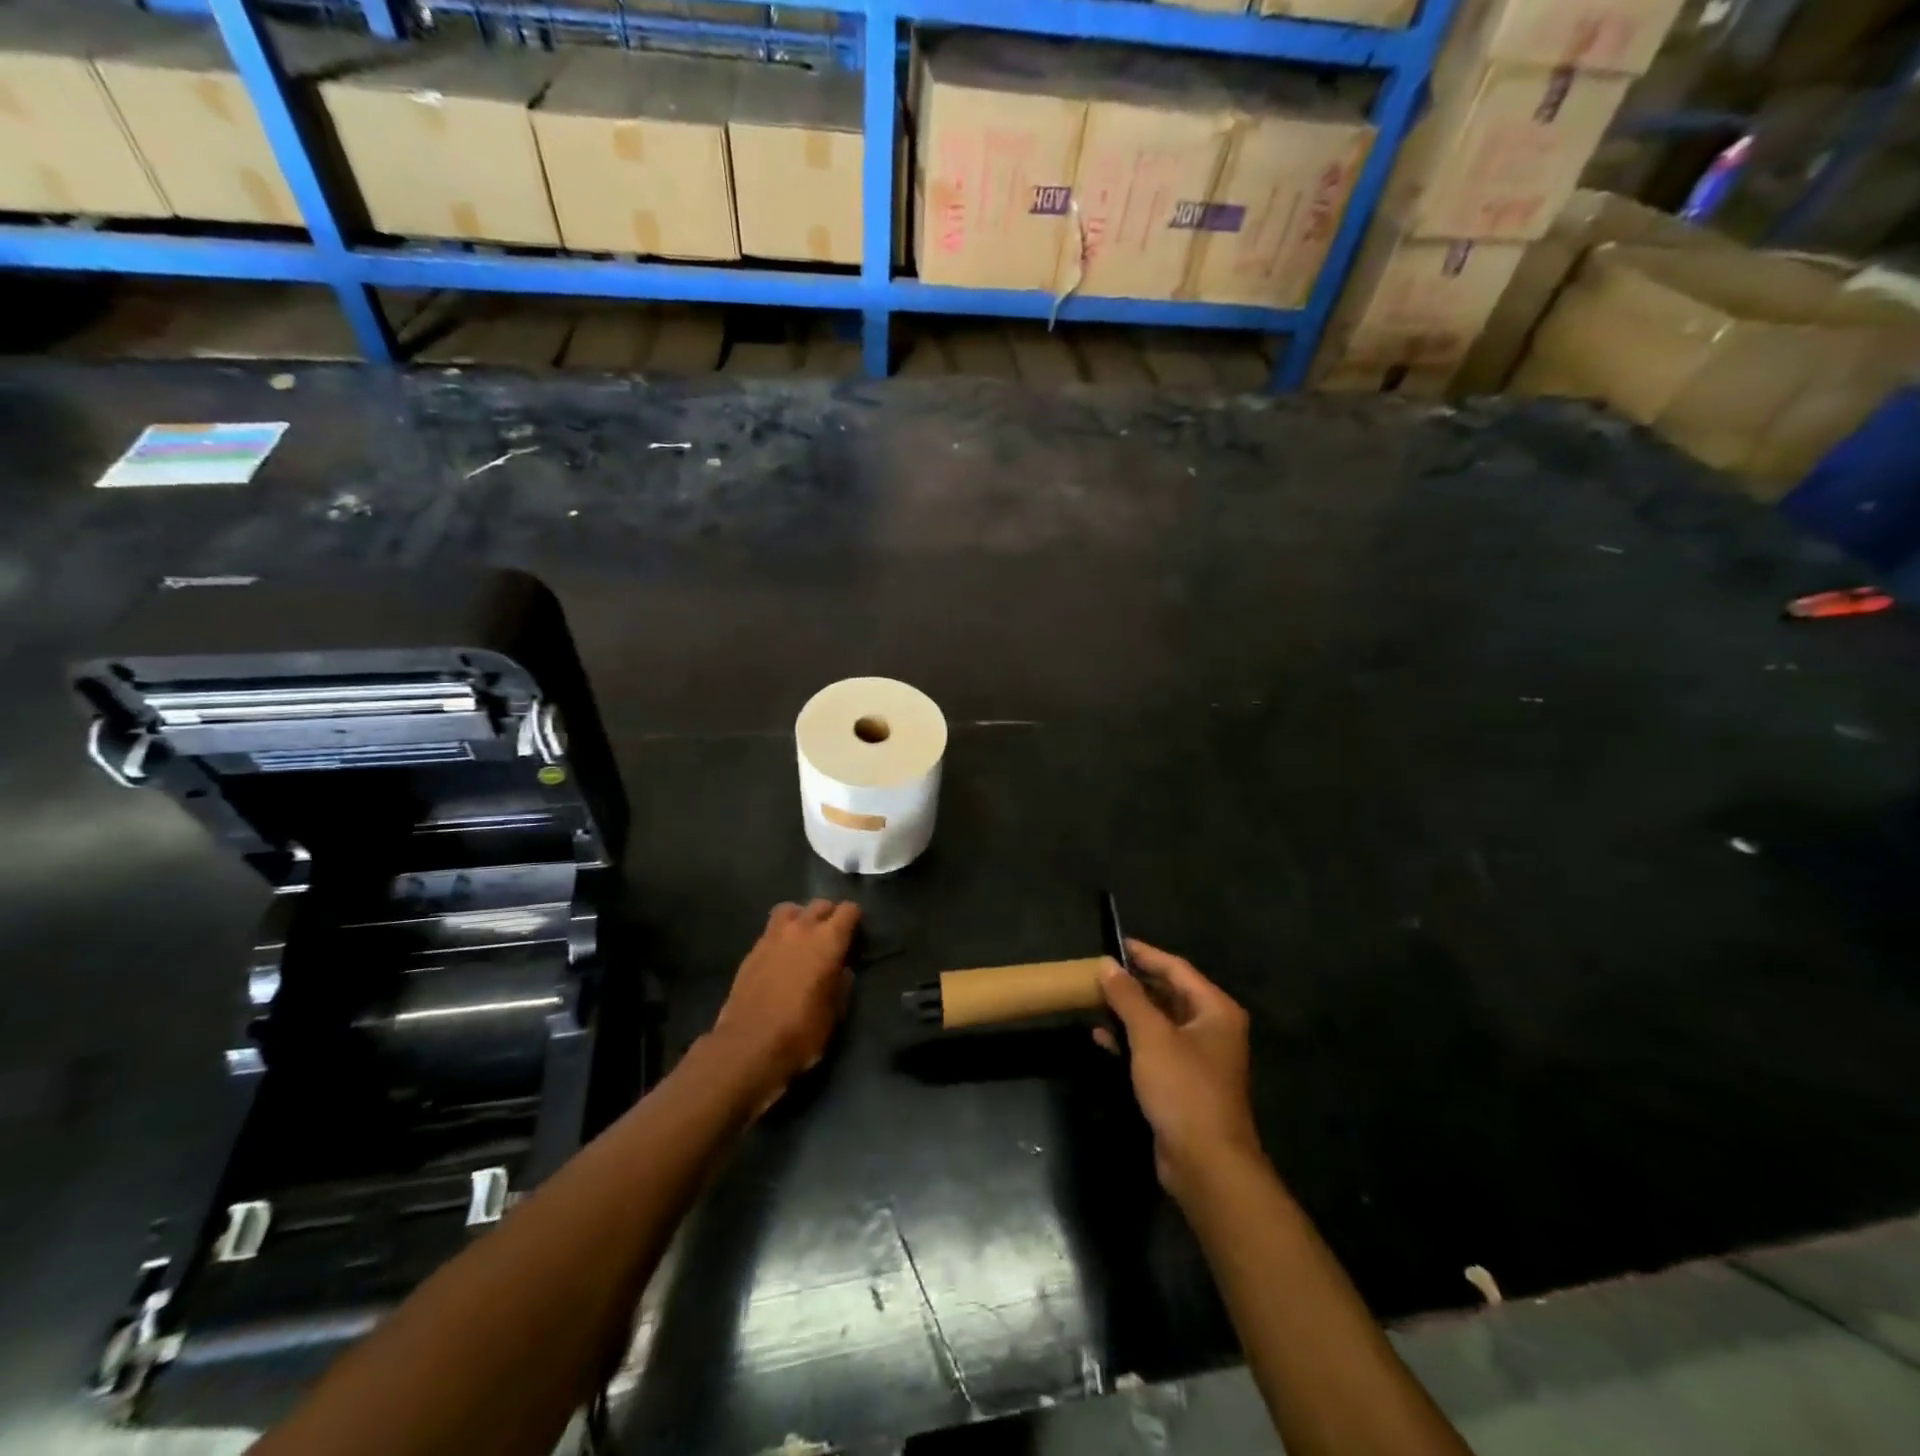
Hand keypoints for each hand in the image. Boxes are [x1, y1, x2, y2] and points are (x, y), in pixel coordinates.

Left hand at [712, 899, 859, 1112]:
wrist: (748, 1047)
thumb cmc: (800, 1032)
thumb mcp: (834, 1013)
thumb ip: (841, 983)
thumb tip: (841, 970)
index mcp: (828, 940)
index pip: (848, 910)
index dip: (855, 919)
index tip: (857, 934)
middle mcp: (801, 929)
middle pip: (820, 905)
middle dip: (830, 915)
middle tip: (833, 936)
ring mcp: (772, 937)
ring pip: (791, 909)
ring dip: (801, 917)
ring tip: (804, 937)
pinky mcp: (751, 951)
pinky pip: (771, 930)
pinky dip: (781, 935)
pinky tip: (782, 956)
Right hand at [1096, 939, 1262, 1197]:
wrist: (1206, 1163)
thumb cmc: (1183, 1088)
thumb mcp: (1151, 1035)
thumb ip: (1127, 996)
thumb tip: (1106, 963)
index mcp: (1215, 1010)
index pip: (1176, 968)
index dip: (1145, 954)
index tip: (1114, 943)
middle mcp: (1212, 1029)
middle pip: (1168, 994)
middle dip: (1133, 984)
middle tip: (1099, 972)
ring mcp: (1198, 1058)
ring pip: (1159, 1023)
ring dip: (1128, 1012)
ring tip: (1093, 1000)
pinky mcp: (1183, 1083)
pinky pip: (1154, 1049)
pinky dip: (1130, 1040)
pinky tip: (1101, 1037)